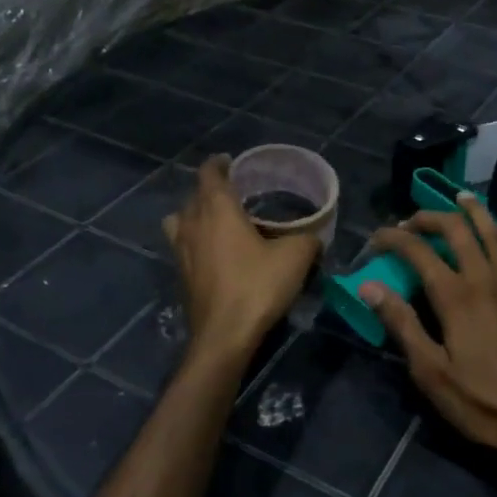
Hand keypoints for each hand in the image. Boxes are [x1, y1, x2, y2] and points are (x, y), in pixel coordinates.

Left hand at [164, 156, 319, 358]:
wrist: (224, 336)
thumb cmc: (257, 286)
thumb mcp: (295, 258)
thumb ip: (307, 239)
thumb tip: (314, 237)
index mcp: (217, 210)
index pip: (209, 174)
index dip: (219, 164)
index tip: (230, 161)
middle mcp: (193, 225)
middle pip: (194, 196)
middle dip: (210, 189)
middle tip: (235, 191)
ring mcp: (181, 252)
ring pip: (181, 221)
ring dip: (196, 214)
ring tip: (218, 221)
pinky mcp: (181, 276)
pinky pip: (184, 246)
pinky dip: (196, 241)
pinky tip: (217, 253)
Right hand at [361, 193, 496, 472]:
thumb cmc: (480, 402)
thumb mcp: (430, 371)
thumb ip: (401, 324)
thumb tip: (369, 286)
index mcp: (456, 297)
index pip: (419, 251)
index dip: (394, 238)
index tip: (375, 238)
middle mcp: (485, 281)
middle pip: (458, 231)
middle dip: (431, 217)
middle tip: (410, 220)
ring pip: (493, 235)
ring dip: (475, 213)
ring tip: (460, 197)